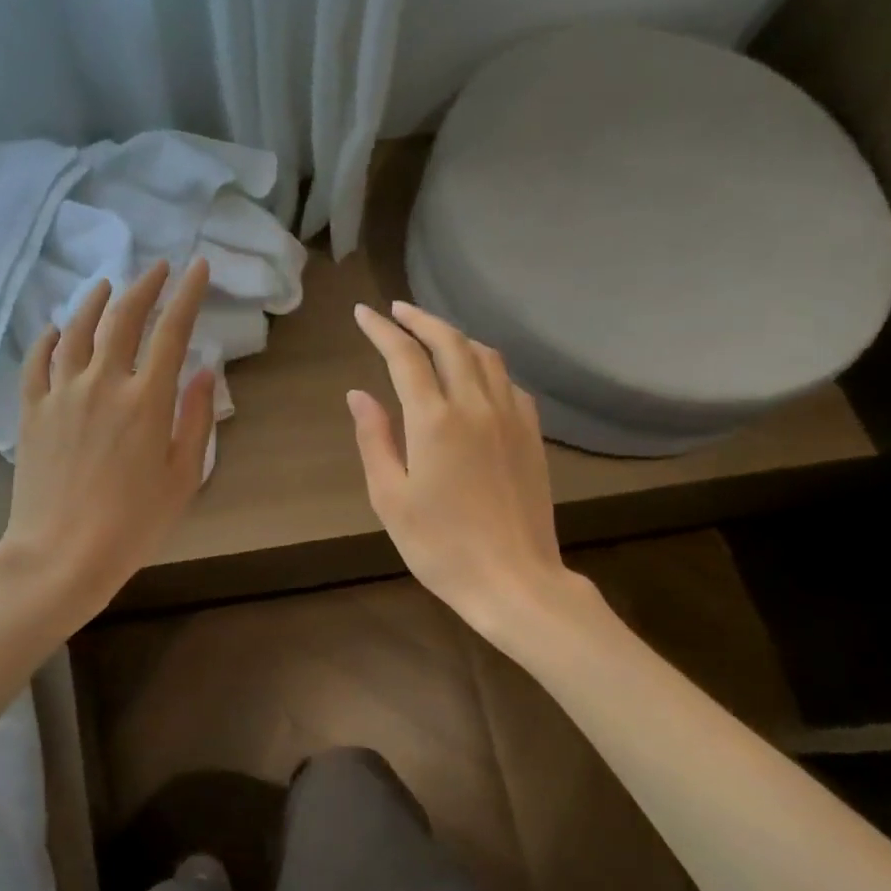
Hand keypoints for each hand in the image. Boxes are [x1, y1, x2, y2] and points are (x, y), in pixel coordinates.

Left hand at [0, 258, 214, 628]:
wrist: (61, 554)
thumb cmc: (133, 524)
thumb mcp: (184, 477)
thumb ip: (196, 419)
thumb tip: (203, 372)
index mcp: (146, 400)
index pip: (171, 330)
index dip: (187, 294)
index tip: (198, 268)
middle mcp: (103, 383)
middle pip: (123, 317)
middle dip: (145, 285)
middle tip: (158, 268)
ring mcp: (61, 394)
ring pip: (77, 329)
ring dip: (95, 300)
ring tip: (107, 285)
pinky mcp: (31, 411)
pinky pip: (37, 361)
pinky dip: (49, 337)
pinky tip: (56, 328)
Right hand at [349, 300, 594, 641]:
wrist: (513, 580)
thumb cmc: (439, 546)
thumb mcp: (390, 498)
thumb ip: (374, 439)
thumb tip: (358, 394)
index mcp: (435, 421)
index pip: (405, 356)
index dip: (382, 330)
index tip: (363, 314)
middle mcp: (477, 406)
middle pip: (450, 343)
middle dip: (420, 320)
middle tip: (397, 310)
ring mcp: (512, 418)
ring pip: (486, 356)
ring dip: (456, 336)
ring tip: (433, 335)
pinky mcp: (532, 436)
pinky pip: (509, 382)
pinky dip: (486, 365)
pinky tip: (477, 376)